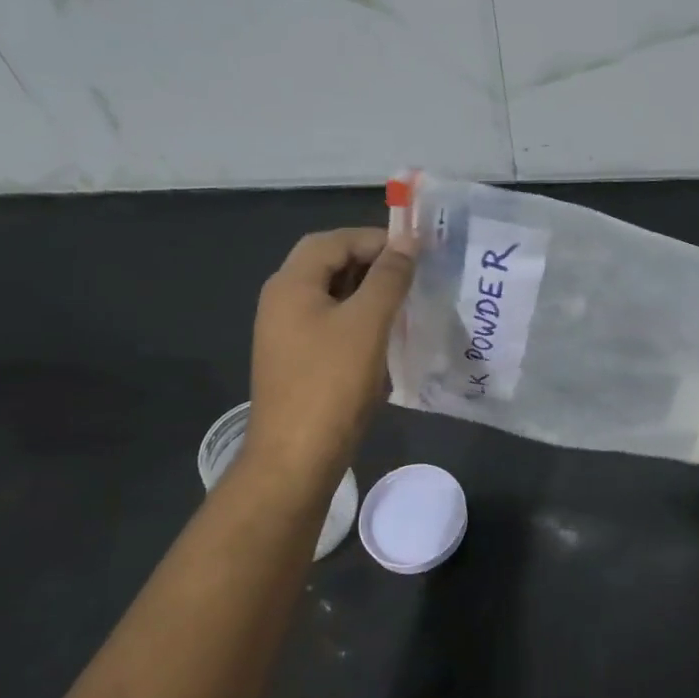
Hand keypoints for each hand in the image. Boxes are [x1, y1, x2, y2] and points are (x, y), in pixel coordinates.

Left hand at [240, 226, 415, 493]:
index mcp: (290, 284)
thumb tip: (408, 241)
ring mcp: (287, 333)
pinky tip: (387, 336)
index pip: (334, 241)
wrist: (296, 458)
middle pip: (329, 264)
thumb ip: (389, 277)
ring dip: (368, 291)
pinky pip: (331, 323)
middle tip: (413, 274)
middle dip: (372, 263)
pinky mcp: (298, 360)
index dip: (375, 239)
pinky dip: (359, 319)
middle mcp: (282, 302)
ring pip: (332, 295)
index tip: (416, 253)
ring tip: (407, 301)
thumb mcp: (367, 323)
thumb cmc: (332, 383)